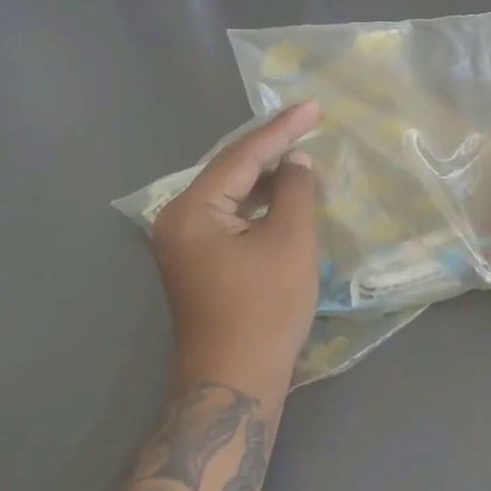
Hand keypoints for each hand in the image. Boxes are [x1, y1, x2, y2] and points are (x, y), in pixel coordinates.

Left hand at [151, 102, 320, 394]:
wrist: (234, 383)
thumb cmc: (264, 310)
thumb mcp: (289, 242)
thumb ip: (293, 190)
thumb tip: (295, 160)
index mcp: (191, 211)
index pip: (241, 156)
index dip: (281, 130)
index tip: (313, 107)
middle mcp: (178, 220)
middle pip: (231, 171)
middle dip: (273, 150)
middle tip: (310, 125)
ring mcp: (184, 243)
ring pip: (231, 194)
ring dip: (267, 178)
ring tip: (304, 159)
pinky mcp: (198, 262)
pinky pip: (230, 217)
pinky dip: (258, 205)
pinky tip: (284, 197)